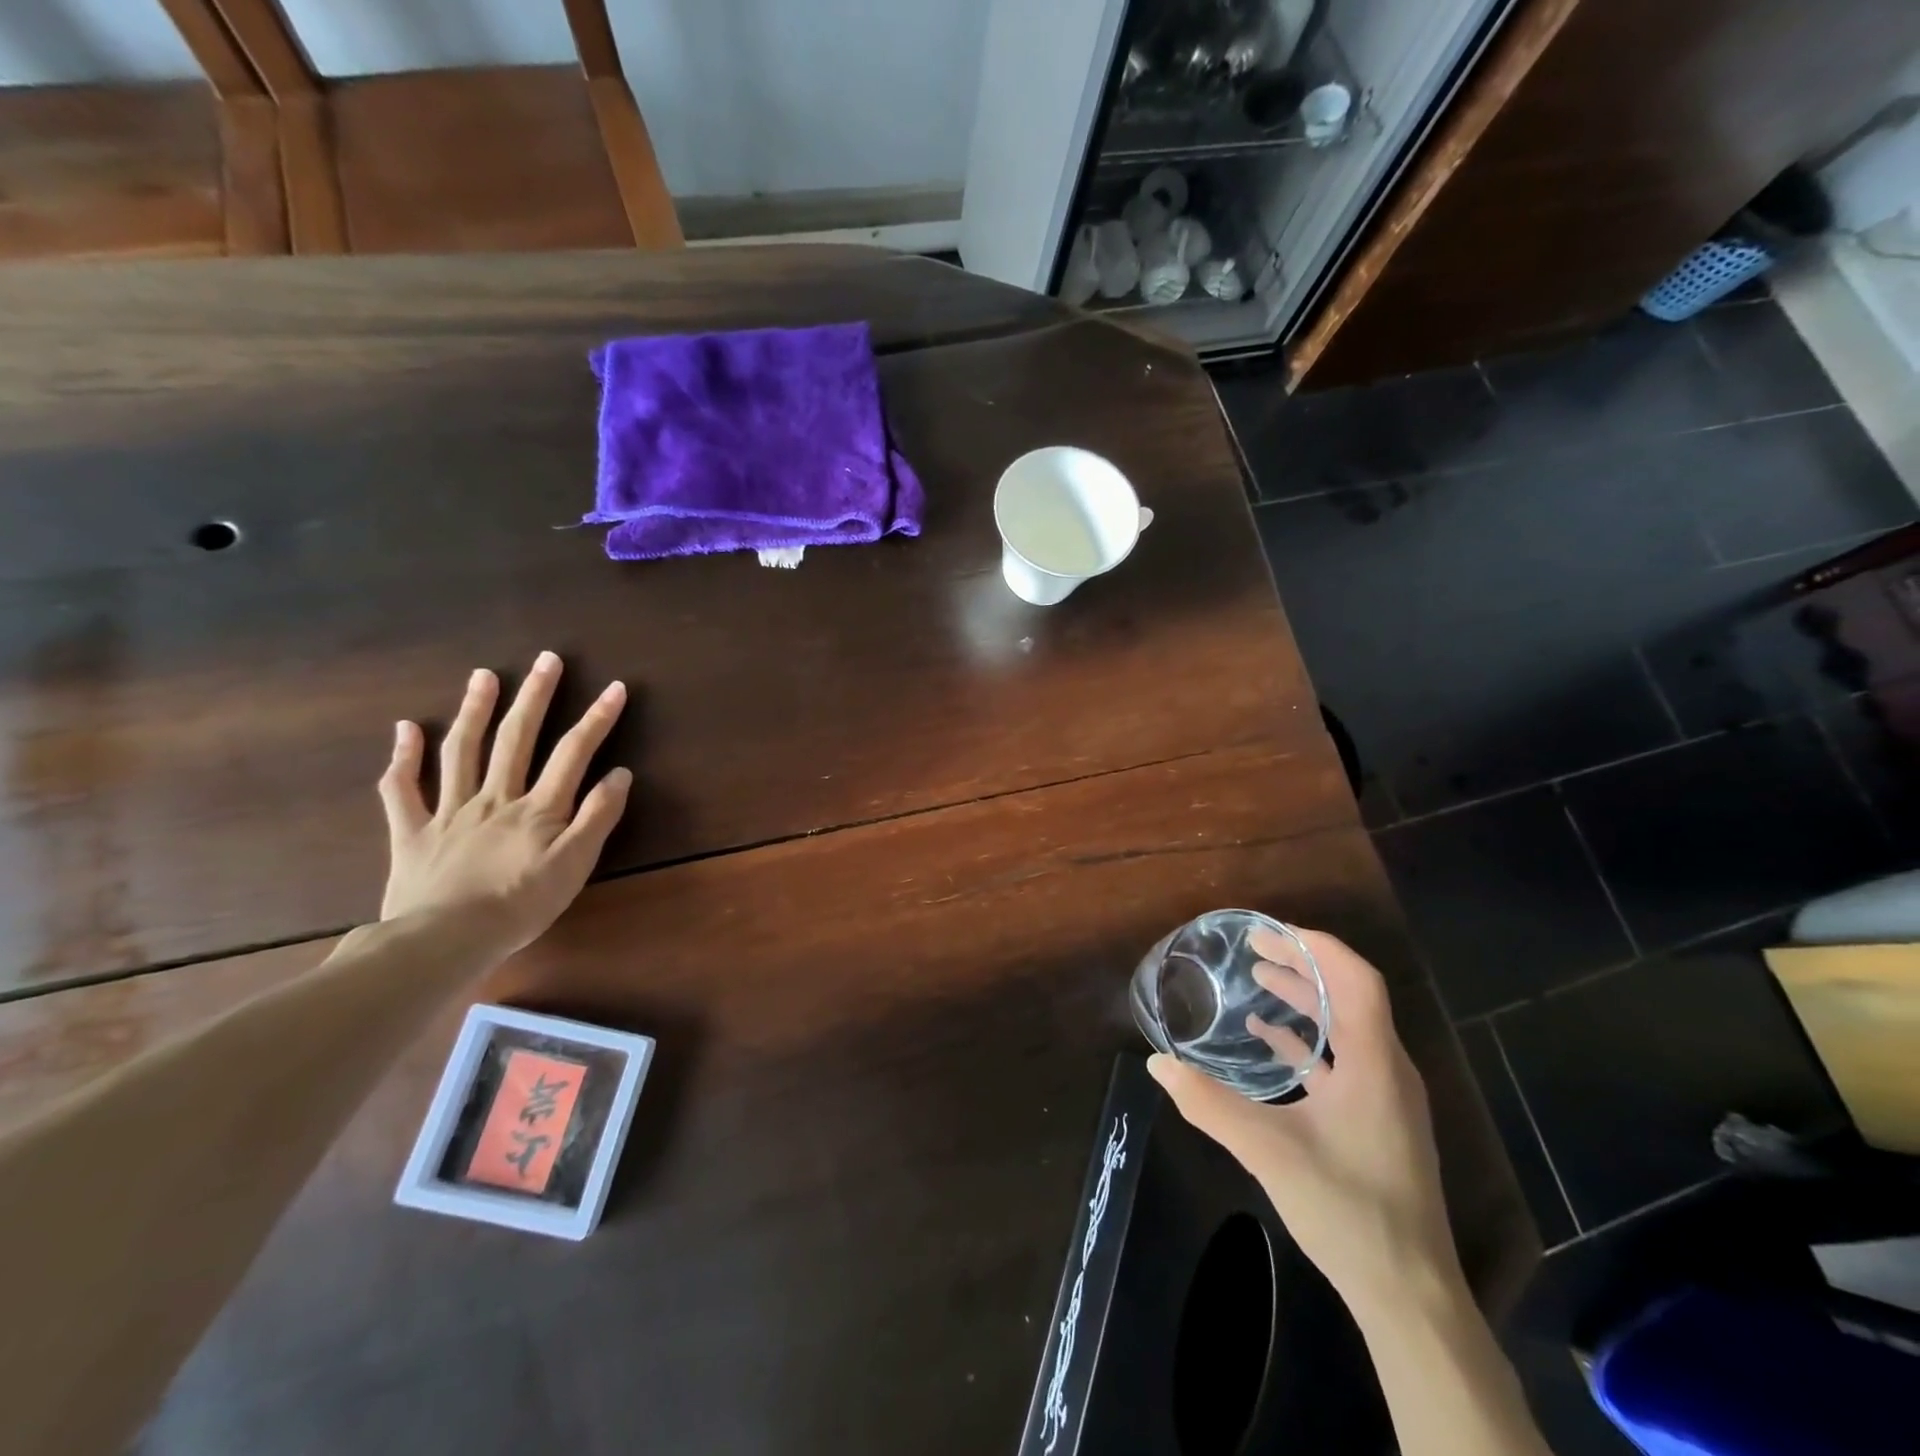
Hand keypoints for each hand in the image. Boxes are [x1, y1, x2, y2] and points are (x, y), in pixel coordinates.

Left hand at [378, 652, 630, 962]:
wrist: (444, 941)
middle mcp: (495, 798)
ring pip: (461, 751)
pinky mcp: (412, 833)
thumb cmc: (520, 905)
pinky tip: (406, 728)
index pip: (573, 753)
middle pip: (516, 738)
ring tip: (484, 675)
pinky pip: (402, 790)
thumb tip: (619, 773)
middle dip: (535, 696)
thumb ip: (598, 817)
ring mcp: (449, 812)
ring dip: (474, 710)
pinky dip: (403, 757)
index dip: (597, 718)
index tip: (615, 688)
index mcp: (538, 808)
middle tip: (546, 660)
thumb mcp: (575, 865)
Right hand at [1148, 927, 1459, 1312]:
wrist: (1409, 1293)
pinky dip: (1309, 1040)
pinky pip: (1344, 1060)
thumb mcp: (1268, 1151)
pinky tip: (1271, 1042)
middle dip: (1304, 964)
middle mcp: (1388, 1069)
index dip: (1315, 947)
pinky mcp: (1378, 1121)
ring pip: (1349, 1027)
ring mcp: (1386, 1097)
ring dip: (1307, 998)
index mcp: (1373, 1064)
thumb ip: (1210, 1104)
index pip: (1355, 979)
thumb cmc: (1347, 1208)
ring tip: (1260, 981)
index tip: (1268, 933)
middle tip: (1255, 949)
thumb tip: (1158, 1064)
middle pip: (1351, 995)